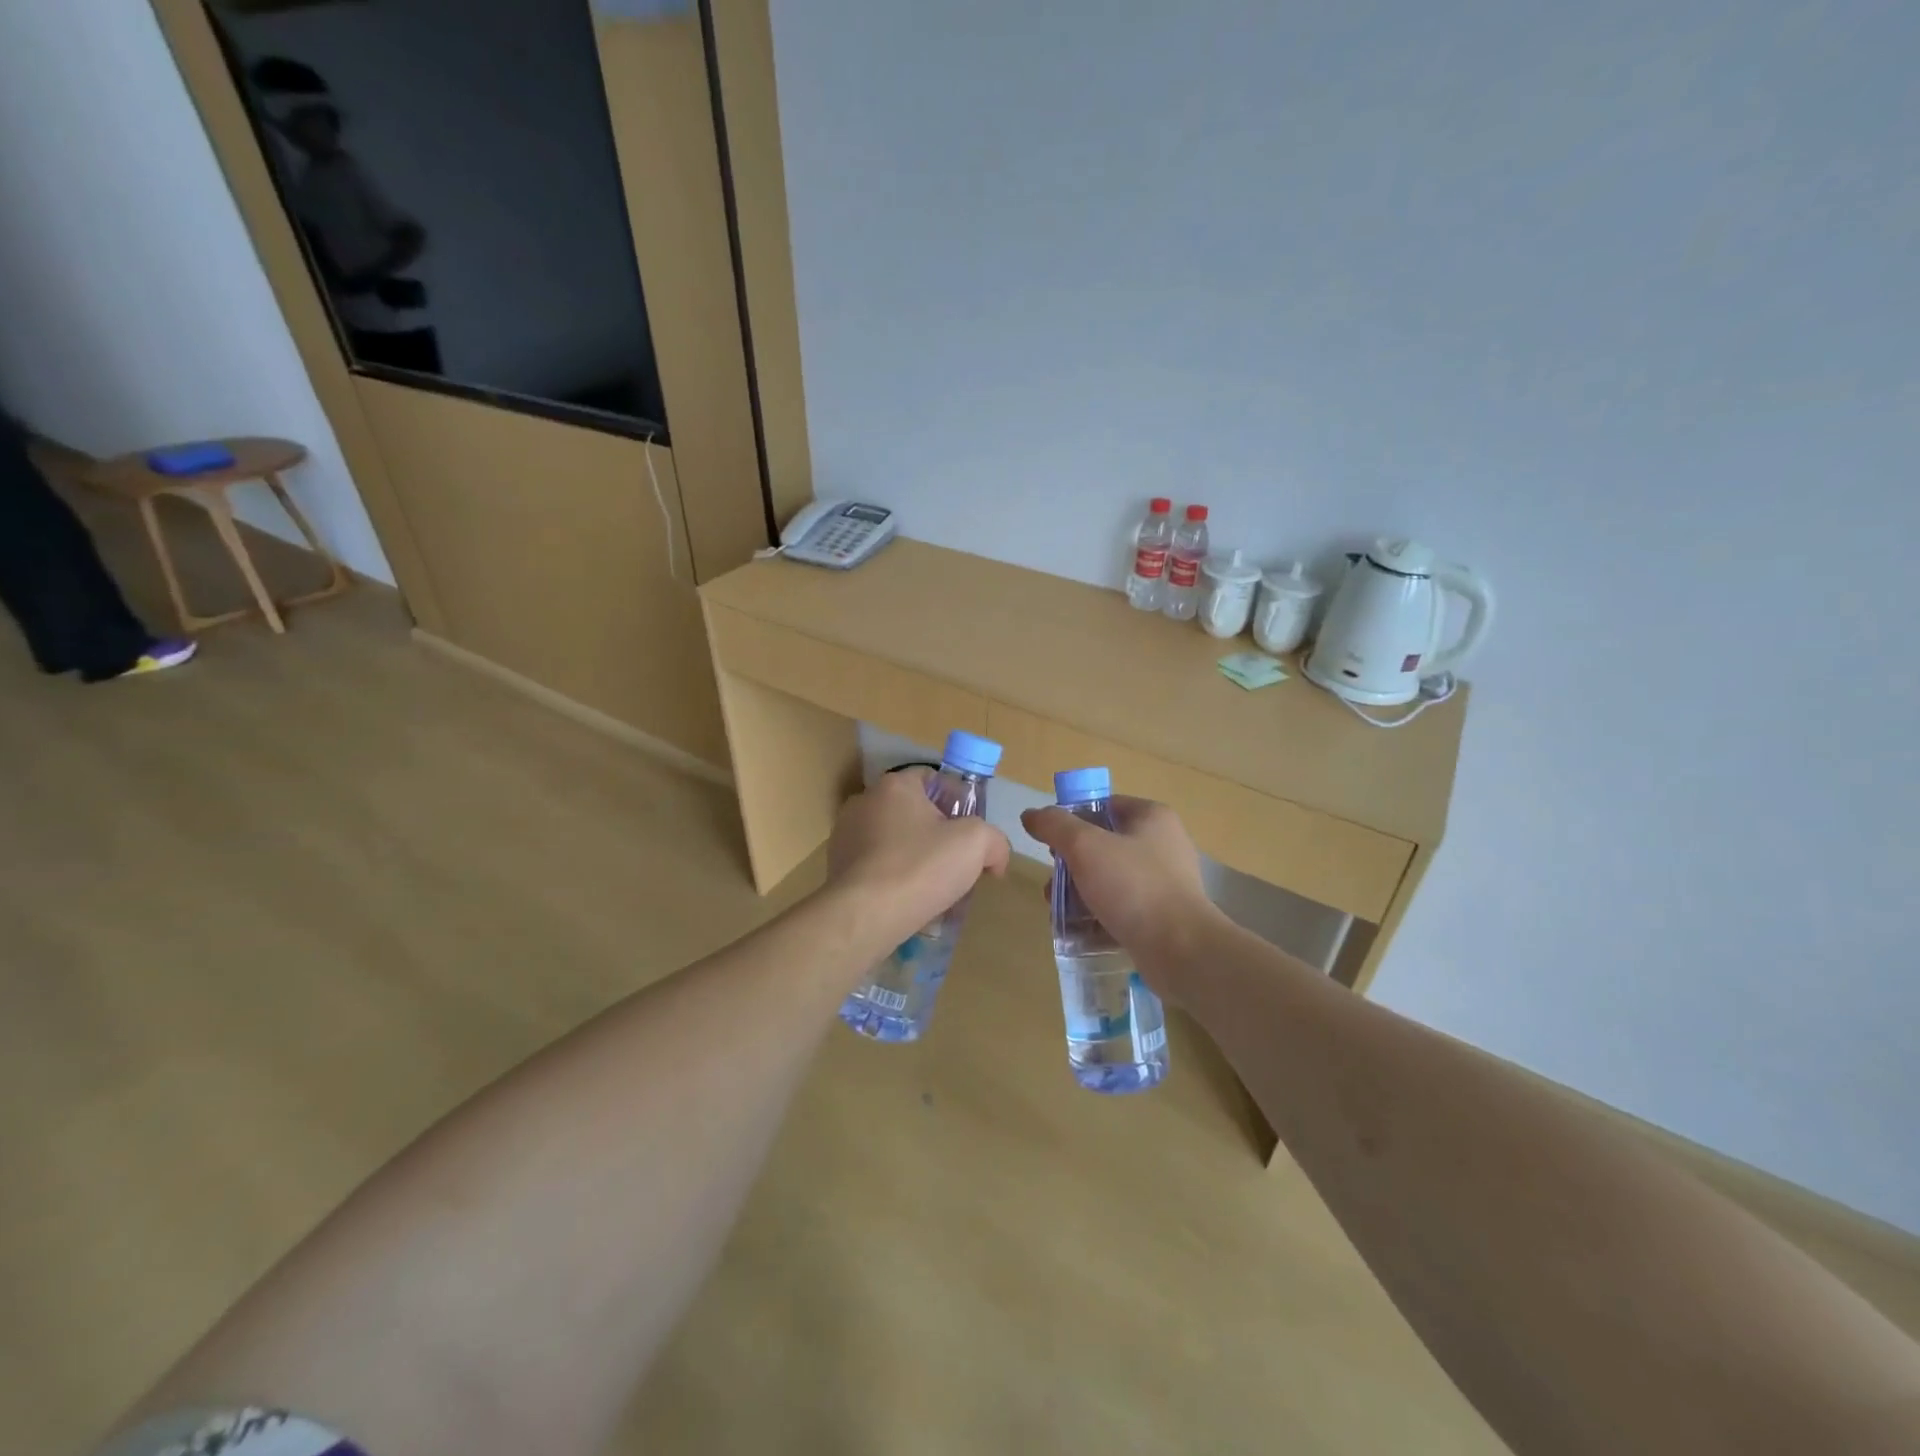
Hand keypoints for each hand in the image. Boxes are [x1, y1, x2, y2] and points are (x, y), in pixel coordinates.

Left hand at [827, 770, 1010, 949]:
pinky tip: (907, 901)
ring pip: (893, 840)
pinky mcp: (836, 867)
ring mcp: (845, 835)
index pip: (932, 778)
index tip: (973, 832)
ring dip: (914, 857)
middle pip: (912, 811)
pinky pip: (874, 865)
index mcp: (895, 786)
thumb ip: (994, 840)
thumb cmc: (920, 867)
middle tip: (958, 863)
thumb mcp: (976, 844)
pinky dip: (892, 877)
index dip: (958, 800)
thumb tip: (995, 858)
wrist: (865, 916)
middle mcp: (864, 802)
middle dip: (937, 834)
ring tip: (934, 888)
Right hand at [1020, 798, 1223, 984]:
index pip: (1103, 806)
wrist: (1181, 950)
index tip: (1051, 844)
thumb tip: (1031, 815)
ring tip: (1059, 911)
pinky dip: (1099, 915)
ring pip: (1109, 878)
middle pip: (1103, 844)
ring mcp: (1165, 882)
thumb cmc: (1133, 887)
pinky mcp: (1163, 915)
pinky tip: (1080, 931)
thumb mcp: (1085, 846)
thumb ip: (1054, 825)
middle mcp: (1162, 844)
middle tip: (1053, 883)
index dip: (1072, 820)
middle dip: (1071, 863)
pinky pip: (1122, 907)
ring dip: (1080, 892)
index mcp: (1151, 817)